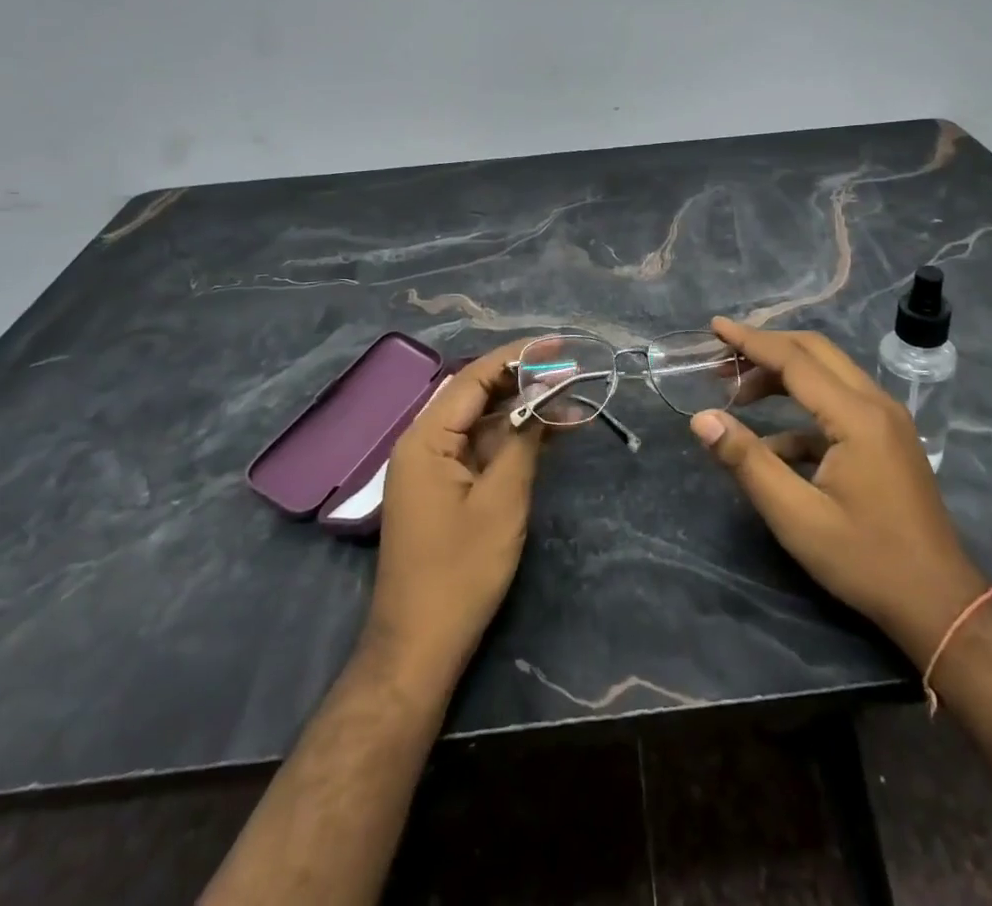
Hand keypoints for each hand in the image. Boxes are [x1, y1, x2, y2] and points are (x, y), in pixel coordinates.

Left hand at [366, 340, 543, 683]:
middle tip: (570, 372)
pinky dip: (512, 440)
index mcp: (427, 437)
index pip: (474, 378)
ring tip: (571, 400)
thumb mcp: (501, 500)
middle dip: (524, 381)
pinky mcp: (443, 489)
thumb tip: (544, 398)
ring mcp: (432, 467)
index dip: (517, 357)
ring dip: (522, 411)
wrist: (420, 644)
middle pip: (476, 395)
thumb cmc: (461, 570)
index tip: (557, 346)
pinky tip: (548, 434)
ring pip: (481, 422)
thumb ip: (523, 441)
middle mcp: (424, 443)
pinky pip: (479, 449)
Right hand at [688, 318, 990, 663]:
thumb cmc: (865, 560)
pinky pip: (839, 404)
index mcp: (856, 416)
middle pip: (815, 352)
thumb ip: (747, 462)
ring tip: (738, 395)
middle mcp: (876, 404)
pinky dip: (802, 411)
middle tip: (723, 356)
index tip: (715, 326)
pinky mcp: (888, 438)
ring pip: (828, 373)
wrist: (939, 604)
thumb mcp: (796, 517)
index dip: (750, 340)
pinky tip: (771, 444)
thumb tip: (702, 419)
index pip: (794, 360)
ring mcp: (887, 420)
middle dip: (766, 348)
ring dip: (783, 375)